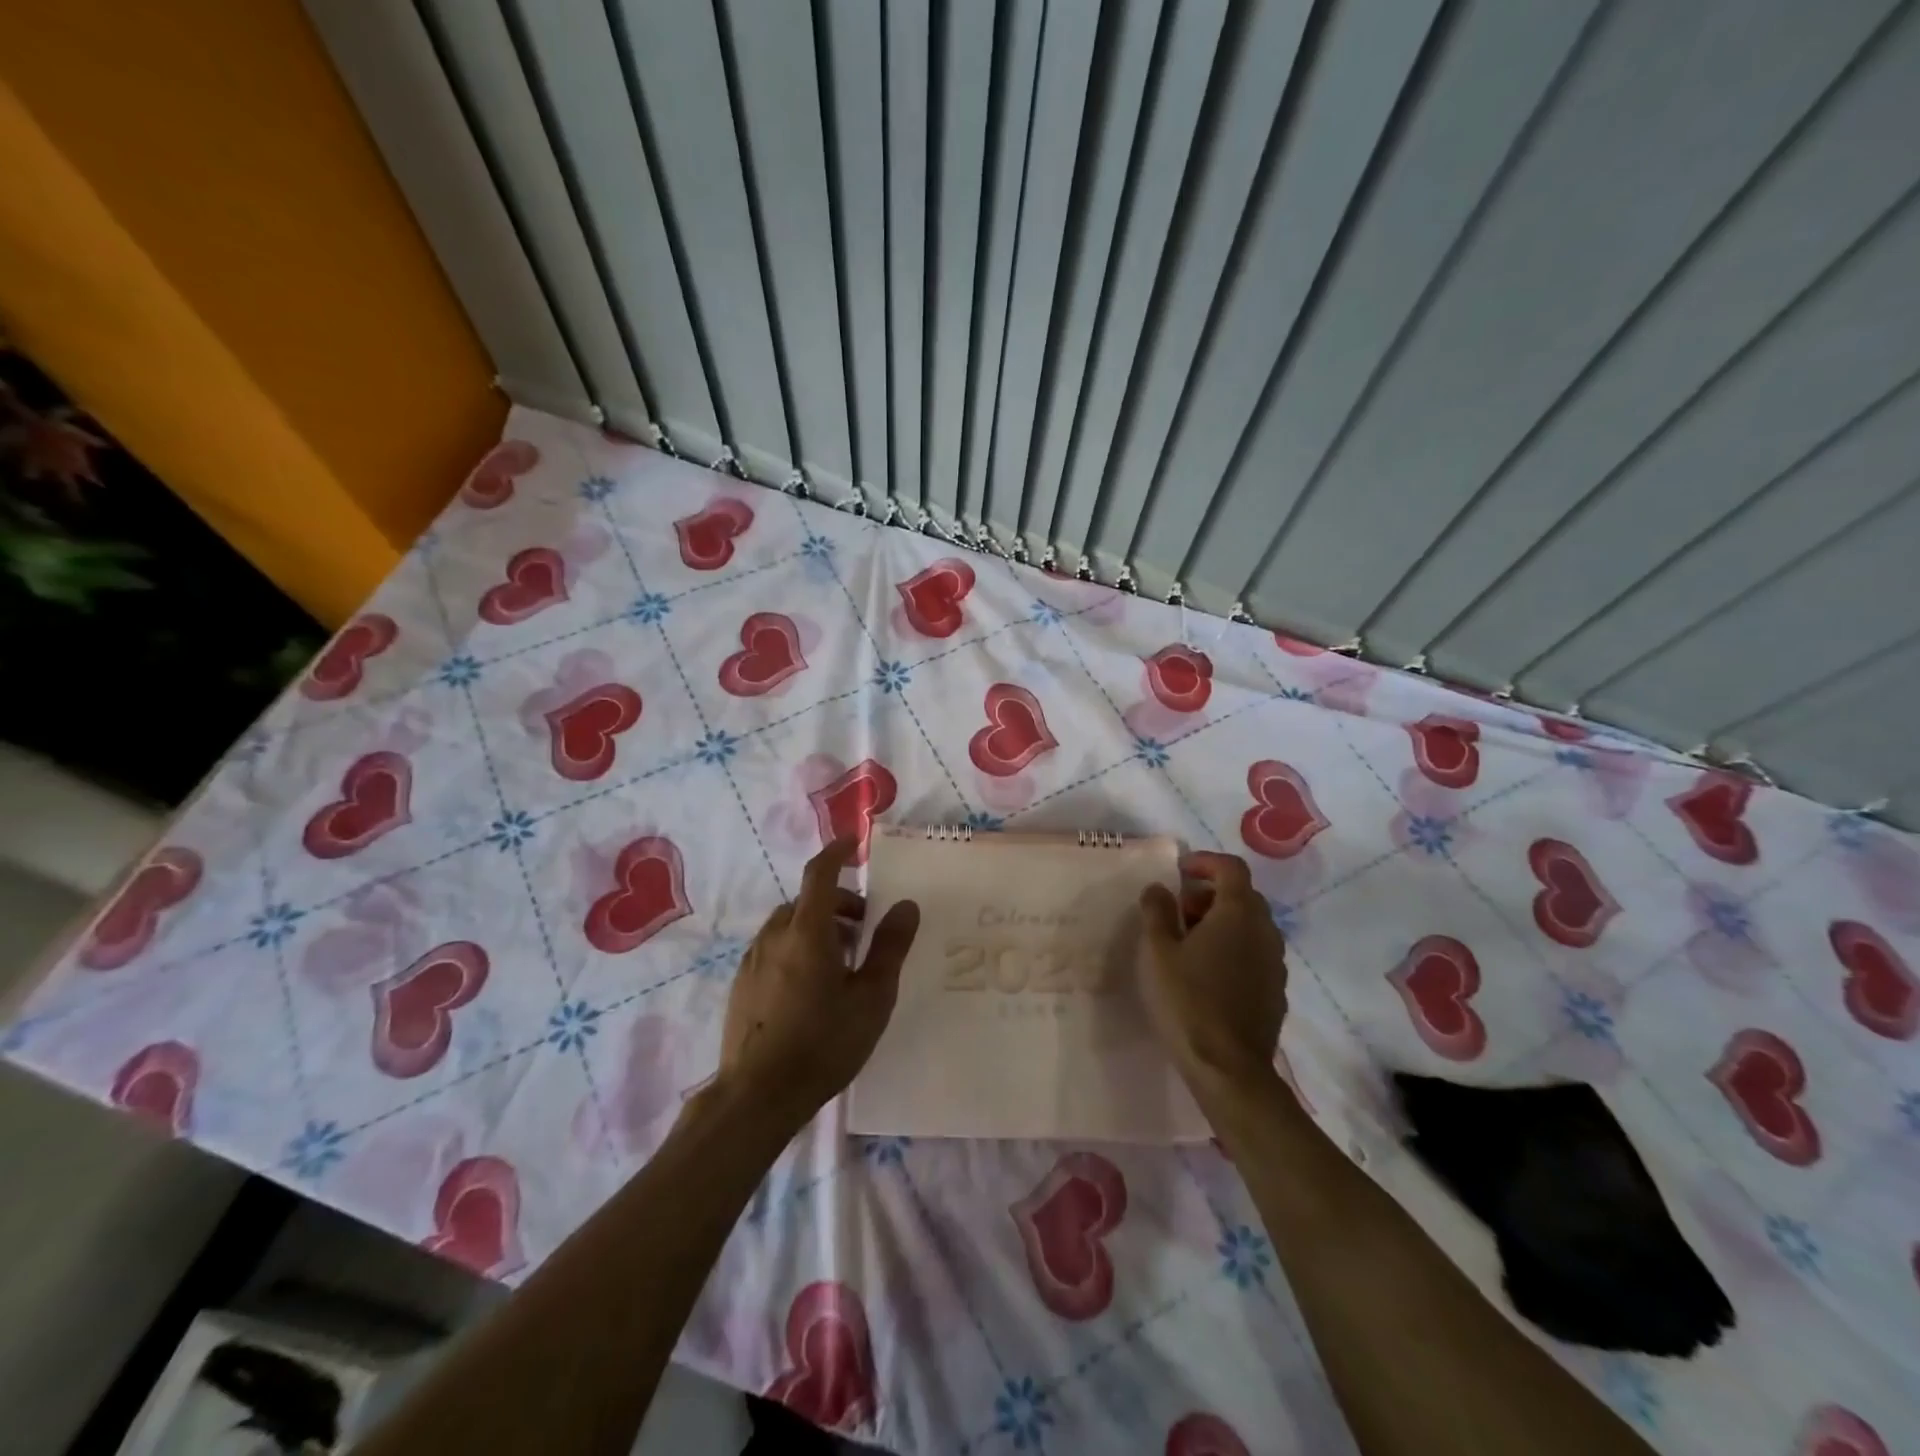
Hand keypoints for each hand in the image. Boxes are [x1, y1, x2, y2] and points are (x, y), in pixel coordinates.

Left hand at [714, 835, 919, 1128]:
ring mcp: (752, 961)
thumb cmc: (823, 1044)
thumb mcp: (872, 997)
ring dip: (817, 928)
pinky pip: (774, 949)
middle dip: (838, 904)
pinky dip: (796, 948)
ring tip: (842, 963)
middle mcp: (774, 937)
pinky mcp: (742, 986)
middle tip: (864, 930)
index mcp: (807, 932)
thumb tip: (906, 905)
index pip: (820, 874)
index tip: (854, 844)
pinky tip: (811, 988)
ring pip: (789, 926)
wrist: (756, 1097)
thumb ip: (890, 947)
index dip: (836, 853)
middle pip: (806, 901)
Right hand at [1139, 851, 1287, 1089]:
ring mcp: (1275, 962)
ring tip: (1190, 942)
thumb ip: (1157, 911)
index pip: (1231, 868)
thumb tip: (1160, 888)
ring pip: (1251, 925)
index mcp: (1238, 913)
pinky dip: (1234, 947)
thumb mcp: (1158, 951)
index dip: (1206, 862)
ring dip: (1223, 921)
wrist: (1228, 1067)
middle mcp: (1264, 931)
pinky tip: (1209, 972)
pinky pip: (1255, 952)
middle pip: (1243, 895)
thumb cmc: (1187, 1000)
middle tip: (1180, 909)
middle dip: (1211, 893)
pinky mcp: (1275, 990)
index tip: (1180, 871)